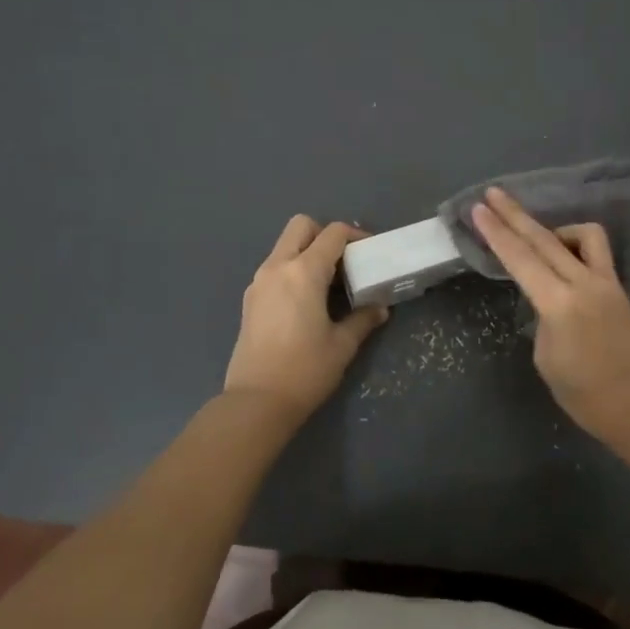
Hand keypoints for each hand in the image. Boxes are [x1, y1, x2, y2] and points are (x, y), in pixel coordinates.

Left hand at [223, 216, 389, 422]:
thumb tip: (379, 309)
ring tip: (328, 283)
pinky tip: (307, 300)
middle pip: (301, 226)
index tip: (369, 252)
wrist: (256, 402)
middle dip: (325, 234)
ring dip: (307, 252)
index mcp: (303, 272)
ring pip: (284, 246)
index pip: (333, 234)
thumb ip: (363, 319)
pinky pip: (274, 268)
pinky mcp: (250, 299)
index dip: (355, 235)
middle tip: (344, 261)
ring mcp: (259, 282)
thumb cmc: (305, 370)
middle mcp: (277, 267)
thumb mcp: (342, 345)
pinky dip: (292, 270)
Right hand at [470, 188, 629, 444]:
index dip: (496, 232)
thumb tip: (546, 302)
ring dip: (554, 228)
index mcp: (559, 304)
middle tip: (493, 194)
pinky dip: (577, 245)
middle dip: (515, 214)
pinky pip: (596, 252)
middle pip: (543, 238)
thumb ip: (543, 319)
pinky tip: (565, 259)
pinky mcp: (619, 288)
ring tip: (536, 239)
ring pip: (581, 235)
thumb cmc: (588, 397)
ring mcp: (606, 282)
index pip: (520, 259)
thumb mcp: (547, 359)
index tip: (478, 208)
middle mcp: (583, 283)